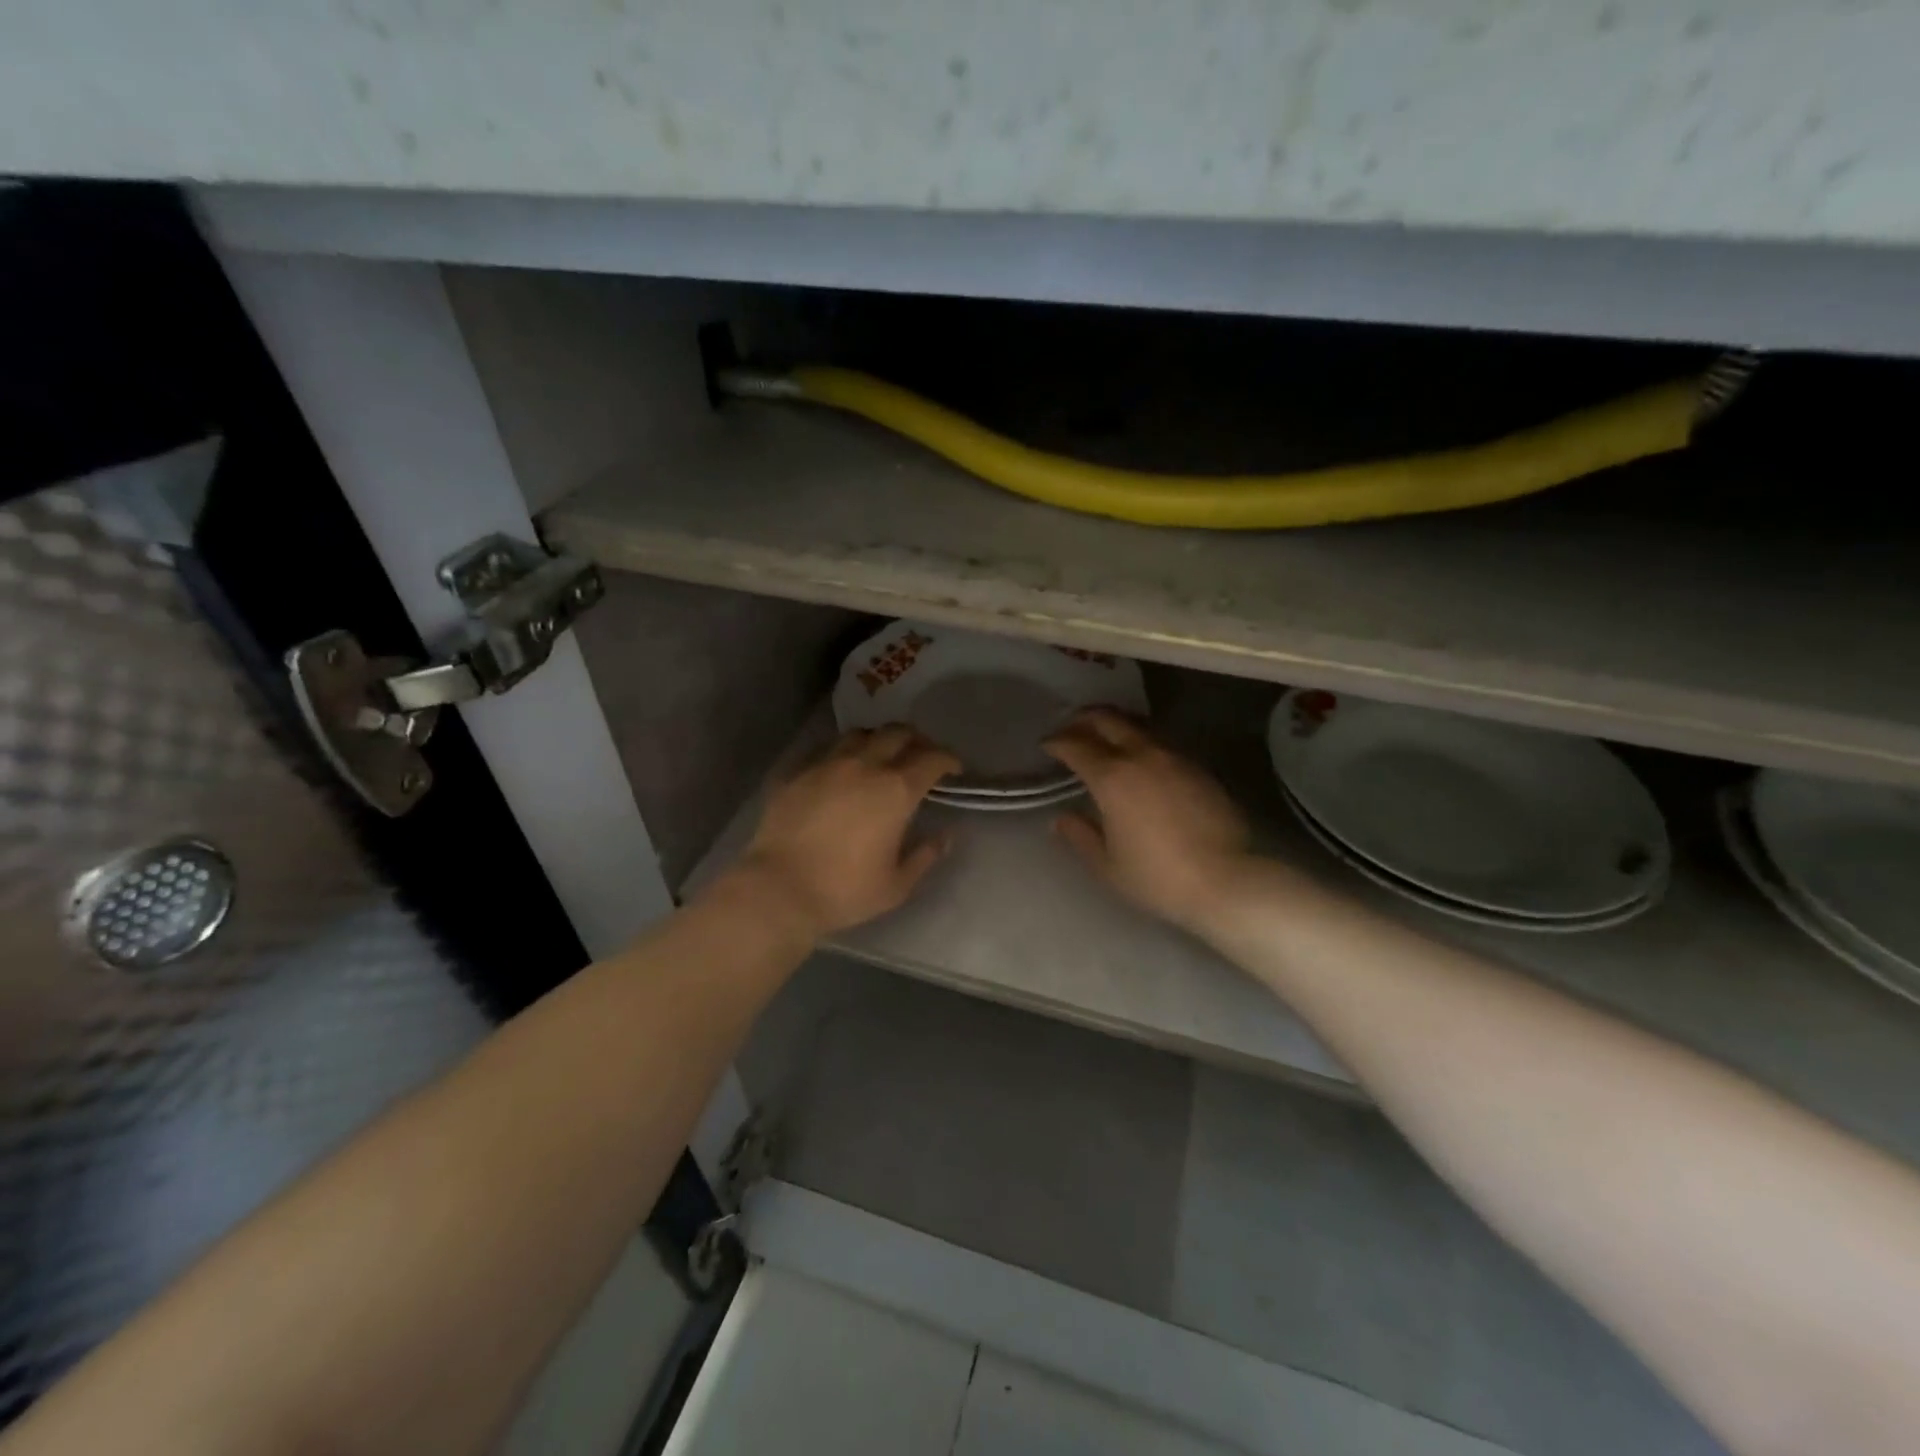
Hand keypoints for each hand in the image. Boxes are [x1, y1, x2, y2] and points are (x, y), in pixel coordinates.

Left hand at [730, 725, 960, 939]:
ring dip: (878, 740)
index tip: (953, 769)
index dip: (948, 759)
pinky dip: (843, 753)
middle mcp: (864, 765)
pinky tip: (841, 770)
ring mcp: (826, 764)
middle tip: (921, 757)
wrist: (778, 889)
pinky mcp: (797, 772)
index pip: (932, 759)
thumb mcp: (896, 885)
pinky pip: (826, 749)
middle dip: (917, 741)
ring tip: (880, 757)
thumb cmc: (844, 891)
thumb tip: (946, 835)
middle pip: (898, 733)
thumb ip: (926, 855)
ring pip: (860, 734)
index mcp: (895, 790)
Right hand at [1043, 708, 1251, 930]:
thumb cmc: (1158, 877)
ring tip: (1105, 737)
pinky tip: (1142, 760)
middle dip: (1084, 719)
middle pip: (1108, 720)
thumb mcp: (1108, 865)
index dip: (1057, 742)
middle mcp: (1141, 756)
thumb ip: (1080, 836)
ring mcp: (1174, 758)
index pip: (1076, 745)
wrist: (1227, 880)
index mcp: (1112, 777)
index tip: (1047, 745)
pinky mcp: (1199, 768)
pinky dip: (1142, 742)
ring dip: (1116, 726)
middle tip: (1071, 727)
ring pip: (1138, 726)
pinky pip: (1162, 743)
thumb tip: (1061, 819)